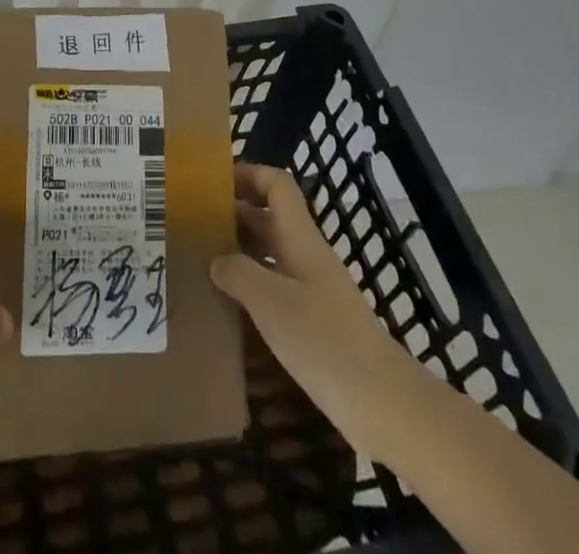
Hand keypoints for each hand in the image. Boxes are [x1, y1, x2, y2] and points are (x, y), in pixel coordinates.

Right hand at [210, 162, 427, 456]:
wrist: (384, 404)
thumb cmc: (325, 341)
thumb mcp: (271, 303)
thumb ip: (238, 273)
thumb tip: (216, 259)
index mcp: (300, 238)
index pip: (277, 185)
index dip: (248, 174)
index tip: (213, 183)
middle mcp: (306, 255)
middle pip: (269, 217)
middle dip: (234, 213)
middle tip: (194, 224)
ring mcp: (312, 290)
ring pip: (270, 254)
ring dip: (239, 251)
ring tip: (201, 261)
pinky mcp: (314, 323)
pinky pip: (275, 288)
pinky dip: (251, 286)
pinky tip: (228, 305)